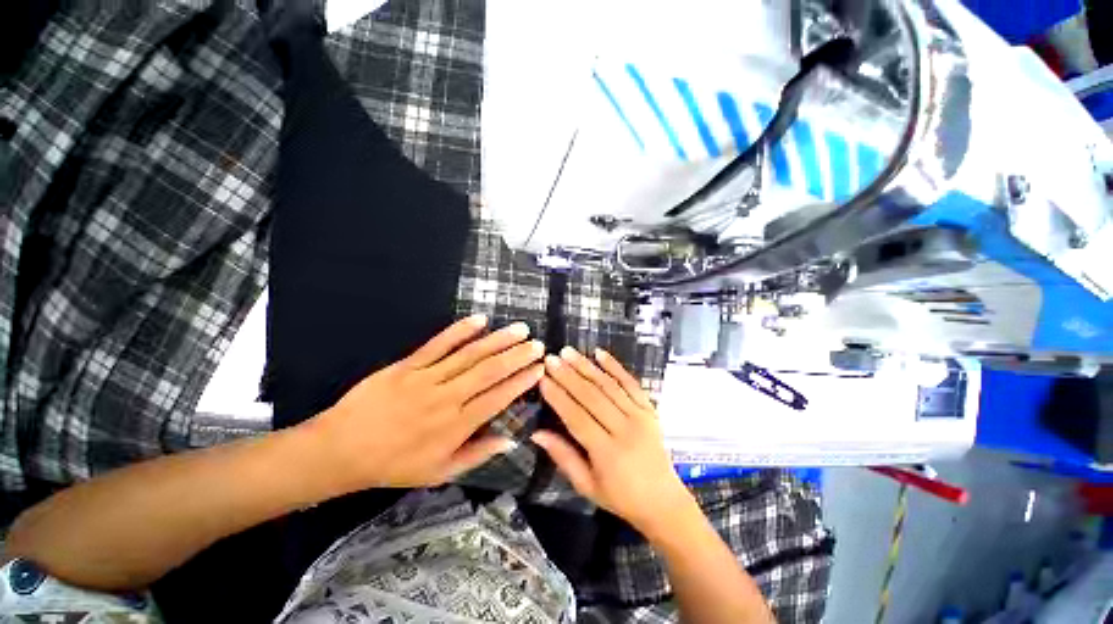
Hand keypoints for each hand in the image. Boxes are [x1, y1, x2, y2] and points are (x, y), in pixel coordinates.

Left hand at [308, 315, 544, 492]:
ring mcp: (426, 378)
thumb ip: (477, 455)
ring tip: (519, 329)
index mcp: (455, 426)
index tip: (540, 368)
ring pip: (470, 354)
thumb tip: (511, 440)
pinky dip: (460, 330)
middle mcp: (446, 398)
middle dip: (517, 356)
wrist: (341, 450)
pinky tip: (480, 320)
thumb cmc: (394, 465)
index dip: (522, 381)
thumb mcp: (439, 472)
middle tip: (537, 344)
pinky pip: (438, 344)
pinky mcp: (408, 364)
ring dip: (498, 340)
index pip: (498, 397)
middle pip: (489, 372)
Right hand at [533, 347, 695, 537]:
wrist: (664, 501)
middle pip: (592, 397)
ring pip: (609, 386)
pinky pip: (631, 383)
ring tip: (568, 352)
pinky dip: (615, 366)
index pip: (577, 417)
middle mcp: (625, 429)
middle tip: (551, 359)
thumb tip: (536, 433)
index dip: (558, 397)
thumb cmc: (621, 497)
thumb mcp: (587, 486)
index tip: (542, 378)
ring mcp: (640, 416)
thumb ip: (563, 456)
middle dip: (568, 375)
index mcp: (608, 452)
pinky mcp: (650, 409)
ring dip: (587, 366)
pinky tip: (600, 353)